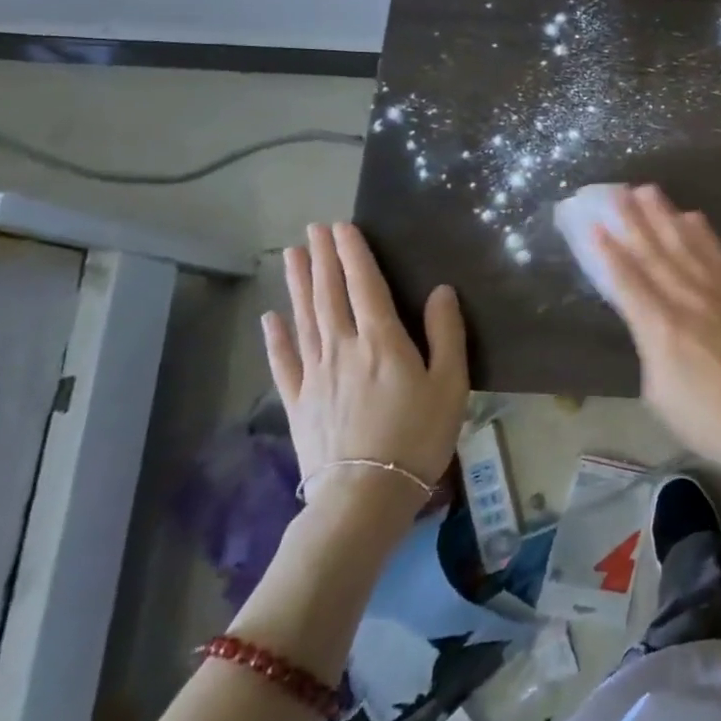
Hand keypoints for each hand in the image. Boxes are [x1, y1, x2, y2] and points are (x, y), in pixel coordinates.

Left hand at [261, 223, 469, 510]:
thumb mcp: (450, 383)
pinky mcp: (298, 402)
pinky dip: (276, 337)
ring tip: (291, 255)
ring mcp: (315, 374)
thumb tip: (440, 290)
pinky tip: (270, 317)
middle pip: (329, 294)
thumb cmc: (418, 436)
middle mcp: (342, 347)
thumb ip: (446, 333)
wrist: (365, 494)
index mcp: (381, 340)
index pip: (364, 285)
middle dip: (322, 258)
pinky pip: (284, 362)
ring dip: (297, 284)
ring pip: (304, 318)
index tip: (341, 226)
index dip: (353, 253)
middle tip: (313, 228)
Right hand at [594, 186, 720, 489]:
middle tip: (617, 192)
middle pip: (655, 253)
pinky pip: (719, 254)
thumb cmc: (708, 420)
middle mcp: (687, 299)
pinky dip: (704, 233)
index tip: (593, 224)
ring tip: (648, 191)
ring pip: (686, 245)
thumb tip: (651, 324)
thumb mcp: (660, 394)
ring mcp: (720, 292)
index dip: (607, 251)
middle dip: (633, 220)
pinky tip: (693, 217)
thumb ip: (650, 349)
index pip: (627, 281)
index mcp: (660, 328)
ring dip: (665, 216)